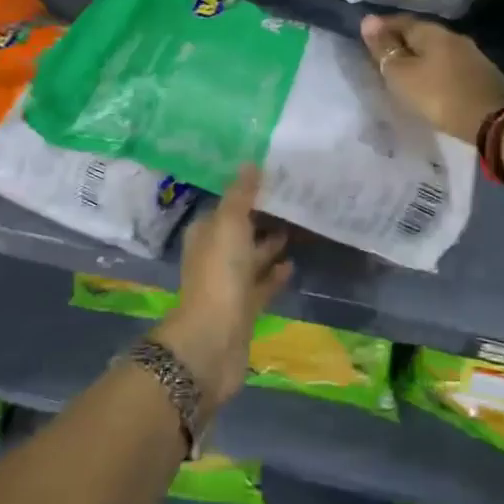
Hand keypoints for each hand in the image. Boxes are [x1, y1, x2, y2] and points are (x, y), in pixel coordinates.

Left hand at [155, 168, 290, 410]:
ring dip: (270, 245)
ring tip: (299, 228)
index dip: (248, 193)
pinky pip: (262, 284)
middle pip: (240, 231)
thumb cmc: (219, 274)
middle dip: (262, 218)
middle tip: (294, 201)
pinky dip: (275, 274)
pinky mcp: (244, 309)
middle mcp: (213, 255)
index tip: (276, 179)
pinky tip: (293, 265)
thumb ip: (241, 194)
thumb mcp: (229, 224)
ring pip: (252, 258)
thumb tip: (251, 163)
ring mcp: (228, 284)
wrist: (214, 340)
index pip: (227, 206)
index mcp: (205, 233)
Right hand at [360, 13, 503, 142]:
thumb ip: (384, 49)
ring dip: (419, 58)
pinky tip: (430, 82)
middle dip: (401, 42)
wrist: (492, 121)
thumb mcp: (402, 74)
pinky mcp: (481, 74)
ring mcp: (470, 54)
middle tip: (382, 57)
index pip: (400, 21)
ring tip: (404, 72)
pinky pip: (449, 65)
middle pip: (420, 34)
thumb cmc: (438, 95)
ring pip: (436, 50)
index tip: (366, 39)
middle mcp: (453, 36)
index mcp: (432, 32)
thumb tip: (368, 21)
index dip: (381, 28)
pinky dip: (434, 70)